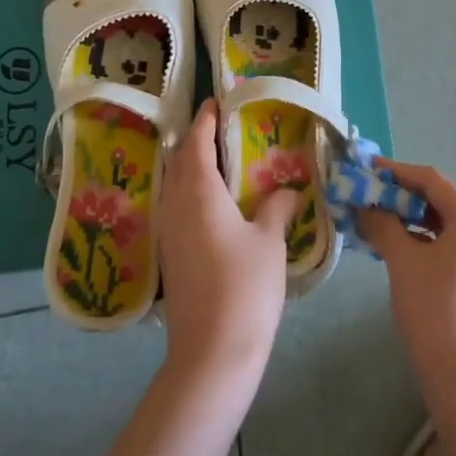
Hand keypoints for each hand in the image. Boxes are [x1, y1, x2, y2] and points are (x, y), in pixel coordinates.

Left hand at [157, 99, 295, 385]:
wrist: (212, 353)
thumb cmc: (245, 288)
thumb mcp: (269, 242)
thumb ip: (277, 208)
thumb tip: (287, 191)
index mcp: (198, 193)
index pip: (196, 144)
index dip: (205, 120)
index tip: (215, 102)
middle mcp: (175, 206)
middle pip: (180, 162)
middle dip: (197, 141)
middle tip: (222, 129)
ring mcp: (168, 233)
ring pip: (175, 186)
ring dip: (191, 167)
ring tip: (220, 162)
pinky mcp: (170, 256)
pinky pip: (176, 208)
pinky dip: (191, 192)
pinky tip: (214, 204)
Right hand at [356, 160, 455, 390]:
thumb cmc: (434, 308)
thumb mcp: (402, 260)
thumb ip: (382, 224)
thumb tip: (363, 204)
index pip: (430, 179)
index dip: (396, 170)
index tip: (365, 167)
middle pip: (435, 198)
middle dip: (398, 194)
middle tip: (364, 192)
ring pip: (436, 221)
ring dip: (404, 216)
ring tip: (370, 215)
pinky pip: (440, 242)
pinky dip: (415, 238)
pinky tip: (389, 243)